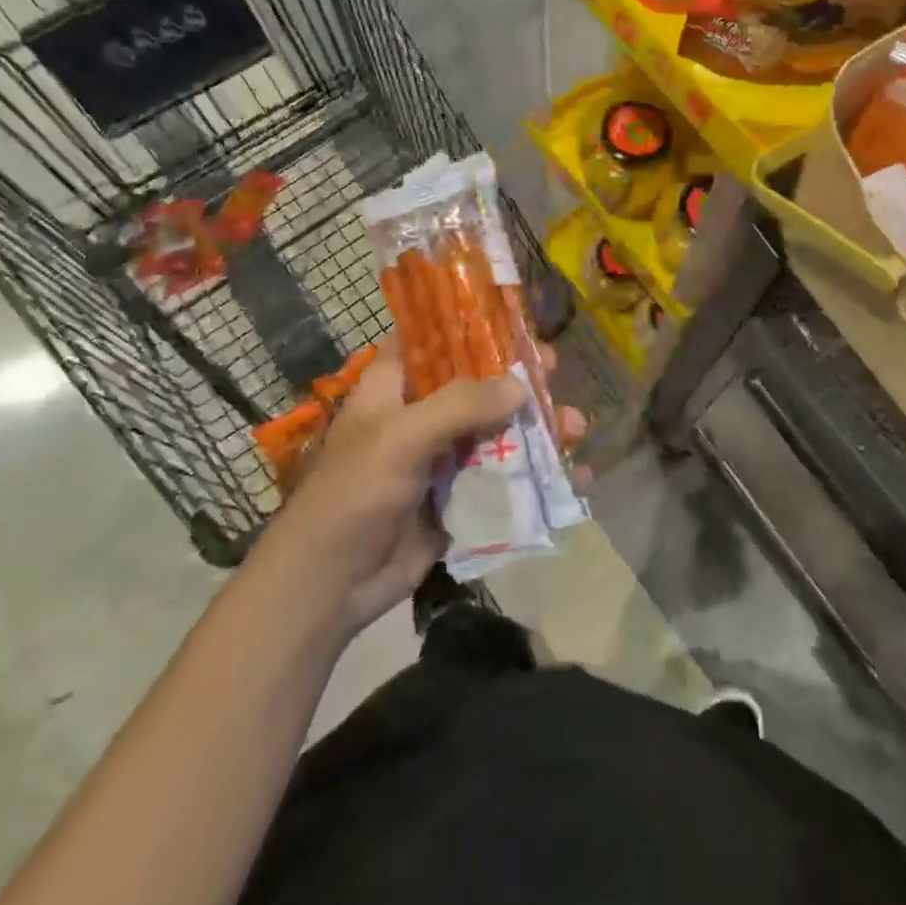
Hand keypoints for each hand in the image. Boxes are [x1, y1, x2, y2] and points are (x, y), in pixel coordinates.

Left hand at [268, 339, 585, 633]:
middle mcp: (420, 415)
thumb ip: (460, 406)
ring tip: (575, 426)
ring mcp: (441, 458)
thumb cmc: (354, 494)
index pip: (431, 340)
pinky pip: (502, 477)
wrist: (330, 585)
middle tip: (553, 369)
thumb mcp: (401, 438)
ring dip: (535, 427)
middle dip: (516, 378)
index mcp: (394, 387)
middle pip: (476, 384)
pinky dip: (535, 474)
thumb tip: (522, 386)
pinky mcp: (459, 497)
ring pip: (496, 431)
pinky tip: (572, 473)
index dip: (469, 325)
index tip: (513, 318)